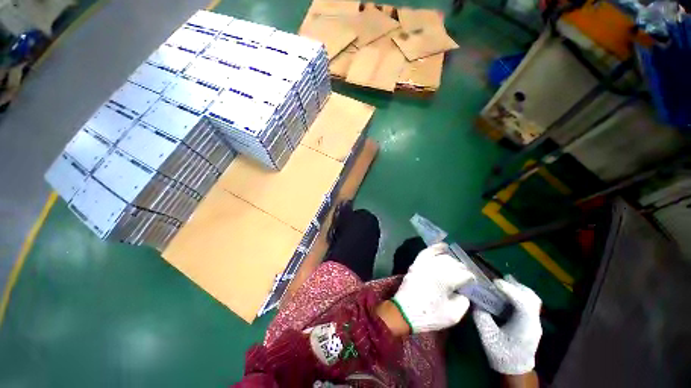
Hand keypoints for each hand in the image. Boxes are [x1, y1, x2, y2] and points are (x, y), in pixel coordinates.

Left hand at [391, 243, 474, 332]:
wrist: (405, 312)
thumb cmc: (430, 315)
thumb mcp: (453, 315)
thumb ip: (464, 301)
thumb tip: (464, 292)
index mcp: (447, 280)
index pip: (465, 274)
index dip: (471, 280)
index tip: (472, 286)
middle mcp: (436, 267)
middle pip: (455, 264)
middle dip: (462, 270)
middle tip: (464, 280)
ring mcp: (425, 264)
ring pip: (443, 257)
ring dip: (452, 262)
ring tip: (456, 268)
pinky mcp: (417, 263)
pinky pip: (427, 251)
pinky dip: (436, 248)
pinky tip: (444, 246)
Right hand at [472, 277, 541, 374]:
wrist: (515, 369)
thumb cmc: (501, 354)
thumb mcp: (487, 336)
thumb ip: (481, 317)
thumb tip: (475, 300)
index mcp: (525, 327)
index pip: (523, 303)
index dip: (510, 290)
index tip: (495, 282)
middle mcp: (534, 322)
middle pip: (532, 298)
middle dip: (516, 286)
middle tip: (500, 281)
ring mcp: (535, 322)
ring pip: (533, 299)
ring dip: (519, 289)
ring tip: (505, 284)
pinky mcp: (531, 322)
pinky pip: (529, 303)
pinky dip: (520, 294)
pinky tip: (508, 294)